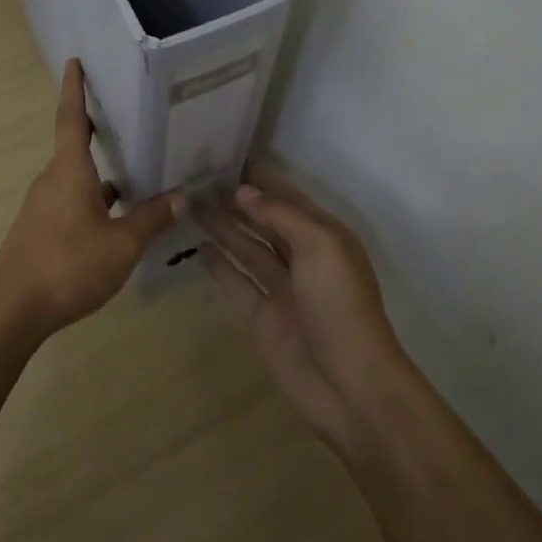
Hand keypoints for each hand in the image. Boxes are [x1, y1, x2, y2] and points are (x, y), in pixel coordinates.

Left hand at [0, 59, 180, 336]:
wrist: (13, 309)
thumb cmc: (68, 266)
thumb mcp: (121, 244)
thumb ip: (151, 219)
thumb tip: (182, 195)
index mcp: (69, 171)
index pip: (71, 118)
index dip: (74, 89)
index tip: (75, 62)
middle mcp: (53, 180)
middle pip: (75, 145)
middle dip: (99, 128)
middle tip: (129, 113)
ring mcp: (44, 205)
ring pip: (77, 176)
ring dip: (102, 169)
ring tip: (137, 164)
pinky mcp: (42, 227)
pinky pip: (72, 198)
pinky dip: (95, 196)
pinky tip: (118, 213)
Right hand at [199, 161, 409, 452]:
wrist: (350, 385)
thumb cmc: (340, 306)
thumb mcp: (319, 247)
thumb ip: (280, 215)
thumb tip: (242, 192)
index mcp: (325, 236)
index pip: (288, 197)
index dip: (261, 178)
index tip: (227, 155)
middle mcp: (304, 257)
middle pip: (265, 221)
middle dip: (237, 200)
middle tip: (198, 178)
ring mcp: (282, 288)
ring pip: (248, 247)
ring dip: (223, 227)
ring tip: (190, 204)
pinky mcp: (263, 316)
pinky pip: (237, 282)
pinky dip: (219, 265)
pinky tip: (198, 247)